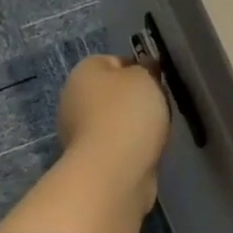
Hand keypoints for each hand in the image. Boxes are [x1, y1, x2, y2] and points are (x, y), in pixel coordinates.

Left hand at [57, 55, 170, 218]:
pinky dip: (130, 149)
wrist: (115, 170)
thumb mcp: (145, 77)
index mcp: (83, 72)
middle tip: (158, 108)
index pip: (113, 61)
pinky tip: (145, 153)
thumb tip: (142, 71)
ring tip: (155, 134)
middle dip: (134, 100)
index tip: (157, 82)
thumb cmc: (128, 113)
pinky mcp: (90, 160)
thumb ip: (145, 69)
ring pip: (113, 121)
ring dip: (132, 127)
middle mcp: (73, 99)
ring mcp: (78, 133)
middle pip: (111, 93)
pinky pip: (116, 146)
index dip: (138, 69)